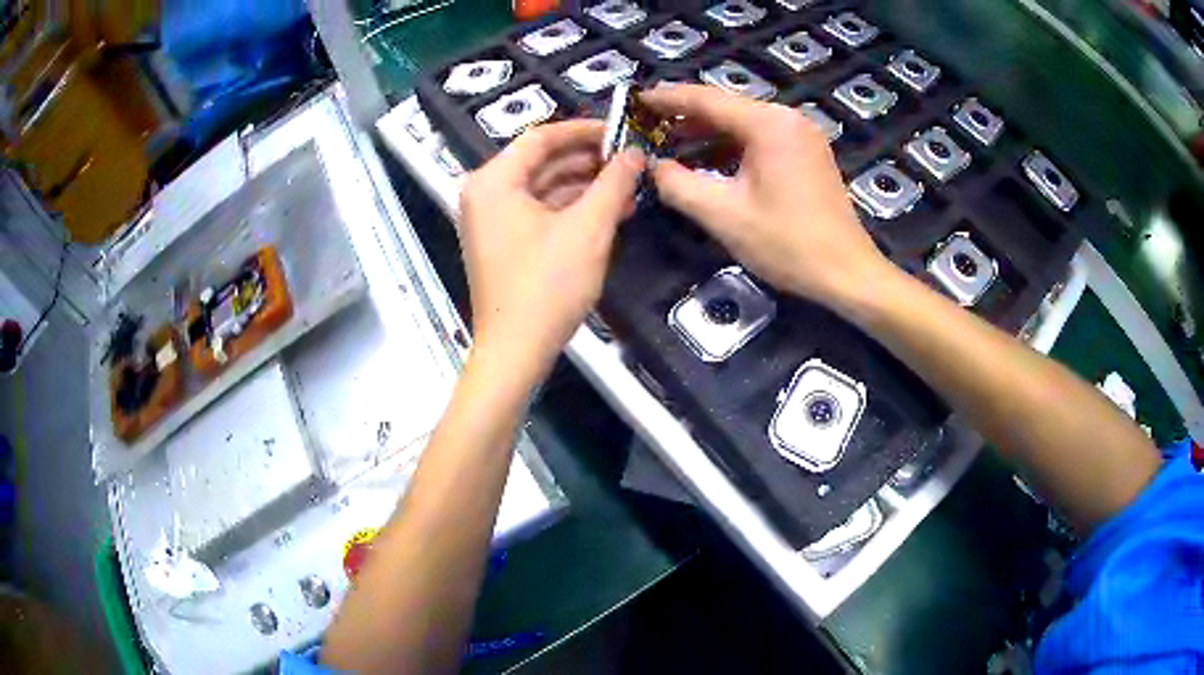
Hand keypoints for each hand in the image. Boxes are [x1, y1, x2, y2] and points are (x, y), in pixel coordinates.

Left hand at [459, 119, 643, 375]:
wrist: (516, 350)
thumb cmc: (547, 285)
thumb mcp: (588, 228)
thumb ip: (614, 183)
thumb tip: (635, 153)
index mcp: (494, 181)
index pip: (541, 138)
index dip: (584, 130)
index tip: (621, 131)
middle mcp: (485, 194)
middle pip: (542, 162)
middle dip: (589, 162)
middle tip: (631, 161)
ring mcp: (492, 220)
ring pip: (544, 189)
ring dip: (585, 187)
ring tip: (630, 188)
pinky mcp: (503, 243)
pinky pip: (539, 212)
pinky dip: (571, 210)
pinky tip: (609, 212)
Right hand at [642, 85, 893, 305]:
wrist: (846, 273)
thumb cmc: (787, 244)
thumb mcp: (723, 215)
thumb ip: (678, 185)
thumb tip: (653, 165)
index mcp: (768, 124)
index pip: (706, 99)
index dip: (667, 98)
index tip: (635, 100)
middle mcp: (787, 119)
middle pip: (726, 108)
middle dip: (685, 118)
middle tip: (648, 128)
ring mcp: (802, 135)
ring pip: (743, 124)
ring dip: (708, 134)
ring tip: (671, 146)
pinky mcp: (808, 154)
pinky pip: (761, 139)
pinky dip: (732, 147)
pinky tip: (709, 163)